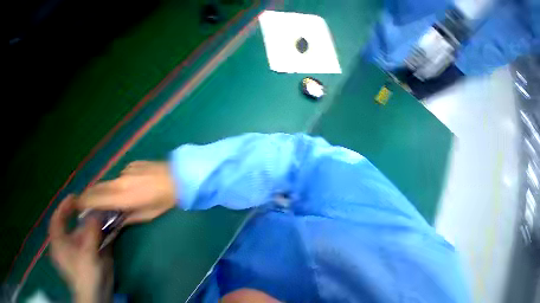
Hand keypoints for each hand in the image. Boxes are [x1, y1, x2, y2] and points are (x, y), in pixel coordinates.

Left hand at [49, 195, 105, 302]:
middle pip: (77, 223)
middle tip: (101, 201)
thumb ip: (90, 233)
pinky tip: (119, 221)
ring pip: (92, 228)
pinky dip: (109, 227)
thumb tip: (96, 212)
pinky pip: (102, 233)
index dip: (63, 208)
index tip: (74, 196)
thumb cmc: (86, 274)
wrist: (98, 290)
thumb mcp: (87, 254)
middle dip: (88, 212)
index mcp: (62, 244)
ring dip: (102, 219)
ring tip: (113, 209)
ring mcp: (85, 245)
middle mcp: (72, 242)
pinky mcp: (97, 248)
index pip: (57, 222)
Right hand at [78, 161, 176, 223]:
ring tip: (127, 192)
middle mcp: (120, 181)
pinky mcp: (138, 162)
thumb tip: (114, 219)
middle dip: (93, 196)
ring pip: (110, 180)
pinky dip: (125, 178)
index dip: (82, 204)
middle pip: (95, 188)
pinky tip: (140, 181)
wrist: (186, 176)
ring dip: (112, 187)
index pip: (88, 199)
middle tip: (103, 203)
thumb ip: (127, 218)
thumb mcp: (149, 214)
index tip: (84, 210)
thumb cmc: (169, 198)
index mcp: (121, 197)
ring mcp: (129, 169)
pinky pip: (124, 172)